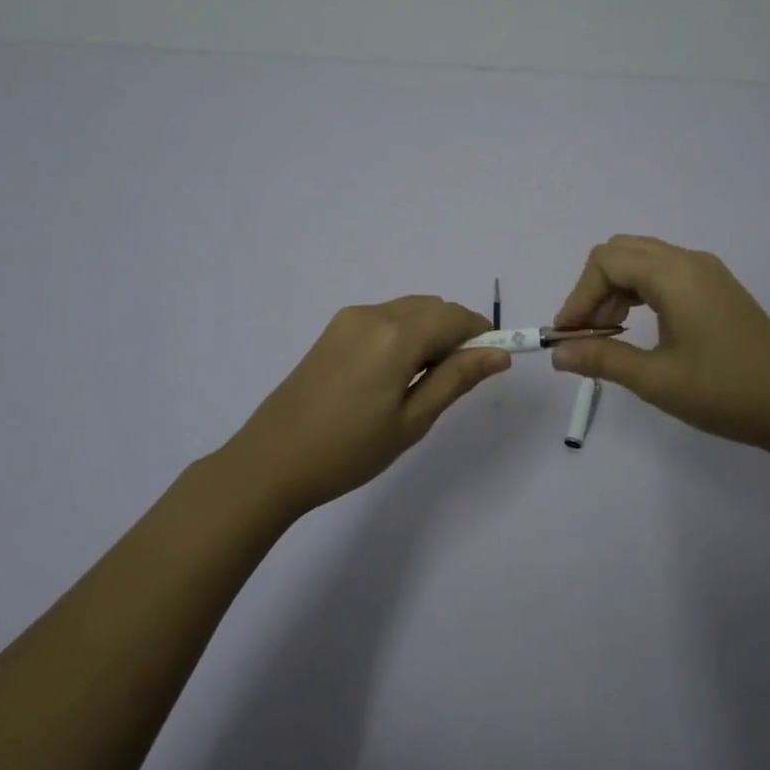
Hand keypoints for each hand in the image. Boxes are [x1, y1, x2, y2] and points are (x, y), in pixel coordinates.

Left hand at [215, 296, 509, 516]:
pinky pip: (385, 318)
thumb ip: (456, 379)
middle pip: (433, 307)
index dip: (482, 334)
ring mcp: (349, 319)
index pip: (456, 317)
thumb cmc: (349, 450)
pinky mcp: (333, 330)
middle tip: (458, 378)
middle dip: (456, 332)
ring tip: (425, 380)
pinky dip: (405, 333)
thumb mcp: (412, 420)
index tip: (493, 361)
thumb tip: (499, 354)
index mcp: (396, 335)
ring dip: (430, 331)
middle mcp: (373, 314)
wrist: (271, 462)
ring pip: (409, 310)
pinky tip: (395, 373)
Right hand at [550, 235, 769, 456]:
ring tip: (610, 336)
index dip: (578, 296)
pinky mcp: (717, 289)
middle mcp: (690, 261)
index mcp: (675, 274)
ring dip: (616, 291)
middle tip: (588, 334)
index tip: (566, 336)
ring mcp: (707, 273)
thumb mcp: (656, 380)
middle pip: (622, 252)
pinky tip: (640, 329)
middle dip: (594, 289)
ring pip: (643, 261)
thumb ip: (602, 359)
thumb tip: (557, 353)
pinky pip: (665, 274)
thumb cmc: (725, 392)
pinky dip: (640, 293)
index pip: (606, 262)